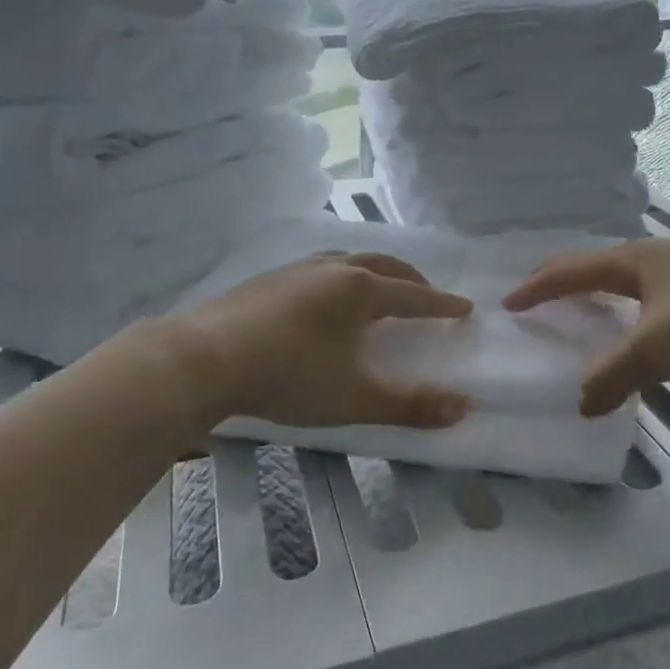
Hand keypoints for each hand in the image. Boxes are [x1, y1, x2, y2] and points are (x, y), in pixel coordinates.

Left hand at [156, 252, 475, 430]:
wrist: (205, 358)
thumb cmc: (288, 376)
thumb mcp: (353, 398)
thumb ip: (409, 405)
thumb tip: (463, 408)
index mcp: (360, 290)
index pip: (414, 295)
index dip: (441, 304)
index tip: (465, 308)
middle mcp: (333, 269)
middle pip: (384, 266)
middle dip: (412, 280)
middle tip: (427, 296)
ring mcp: (298, 269)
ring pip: (350, 260)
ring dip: (375, 272)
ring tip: (380, 289)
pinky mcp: (270, 278)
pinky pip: (321, 267)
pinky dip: (342, 275)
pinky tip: (327, 296)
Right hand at [503, 238, 669, 414]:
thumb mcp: (657, 349)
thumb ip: (614, 375)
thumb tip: (580, 403)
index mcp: (631, 261)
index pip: (569, 270)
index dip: (536, 288)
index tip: (510, 303)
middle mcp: (657, 255)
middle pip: (598, 265)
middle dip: (567, 283)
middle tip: (545, 301)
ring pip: (634, 277)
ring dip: (606, 294)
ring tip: (595, 314)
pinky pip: (662, 291)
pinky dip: (640, 306)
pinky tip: (655, 326)